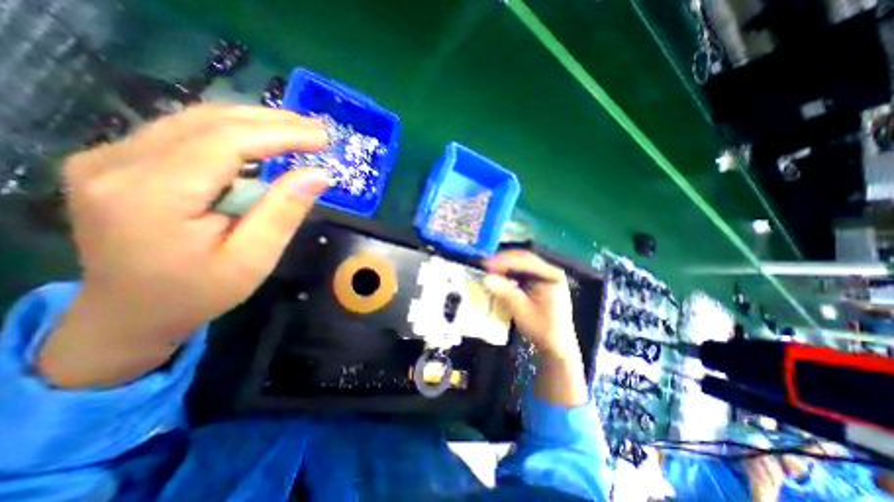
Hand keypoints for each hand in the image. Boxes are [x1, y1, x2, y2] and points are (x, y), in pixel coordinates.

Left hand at [39, 104, 328, 388]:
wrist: (130, 313)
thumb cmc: (199, 293)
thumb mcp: (253, 260)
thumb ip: (284, 213)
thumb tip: (319, 175)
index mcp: (152, 195)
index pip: (226, 142)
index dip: (281, 134)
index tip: (322, 138)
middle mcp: (117, 163)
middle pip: (209, 122)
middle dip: (273, 122)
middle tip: (317, 130)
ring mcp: (110, 157)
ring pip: (196, 120)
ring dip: (255, 122)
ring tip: (298, 131)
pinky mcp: (119, 160)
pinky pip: (185, 132)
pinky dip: (233, 132)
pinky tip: (263, 140)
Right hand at [486, 253, 576, 359]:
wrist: (556, 345)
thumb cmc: (542, 329)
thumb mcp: (522, 311)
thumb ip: (505, 292)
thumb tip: (486, 278)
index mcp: (551, 275)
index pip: (525, 261)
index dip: (503, 261)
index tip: (485, 265)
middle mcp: (550, 271)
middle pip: (523, 258)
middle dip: (502, 261)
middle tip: (484, 265)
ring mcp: (545, 276)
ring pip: (521, 264)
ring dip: (504, 266)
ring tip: (488, 269)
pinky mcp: (539, 282)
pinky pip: (521, 272)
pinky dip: (508, 273)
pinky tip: (498, 276)